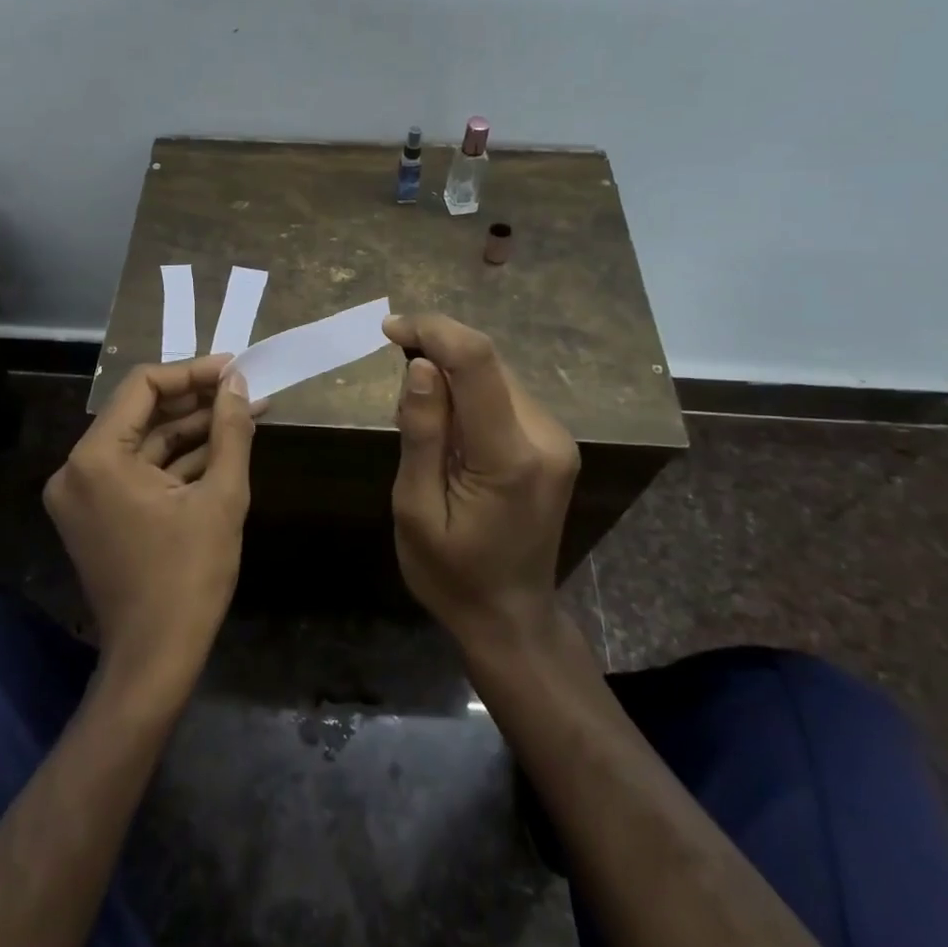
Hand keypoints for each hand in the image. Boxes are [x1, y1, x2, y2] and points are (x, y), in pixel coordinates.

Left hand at [43, 356, 256, 688]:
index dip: (192, 373)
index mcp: (96, 458)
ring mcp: (83, 494)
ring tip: (243, 413)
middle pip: (141, 414)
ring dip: (191, 430)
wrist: (155, 659)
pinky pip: (138, 472)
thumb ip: (231, 432)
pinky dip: (176, 461)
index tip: (234, 369)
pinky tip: (221, 447)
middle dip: (196, 402)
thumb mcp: (221, 498)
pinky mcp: (96, 514)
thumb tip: (238, 384)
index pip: (143, 387)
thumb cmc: (189, 577)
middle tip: (244, 390)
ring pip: (143, 444)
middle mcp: (77, 469)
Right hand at [382, 314, 580, 647]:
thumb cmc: (451, 574)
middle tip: (395, 384)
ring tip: (418, 420)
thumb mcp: (415, 510)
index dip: (433, 331)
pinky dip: (468, 395)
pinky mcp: (553, 443)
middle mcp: (545, 437)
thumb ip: (421, 434)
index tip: (390, 329)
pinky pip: (504, 396)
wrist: (511, 617)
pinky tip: (447, 430)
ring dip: (451, 376)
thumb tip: (421, 366)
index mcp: (510, 457)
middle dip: (436, 353)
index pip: (478, 363)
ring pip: (496, 375)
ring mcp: (556, 439)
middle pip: (488, 363)